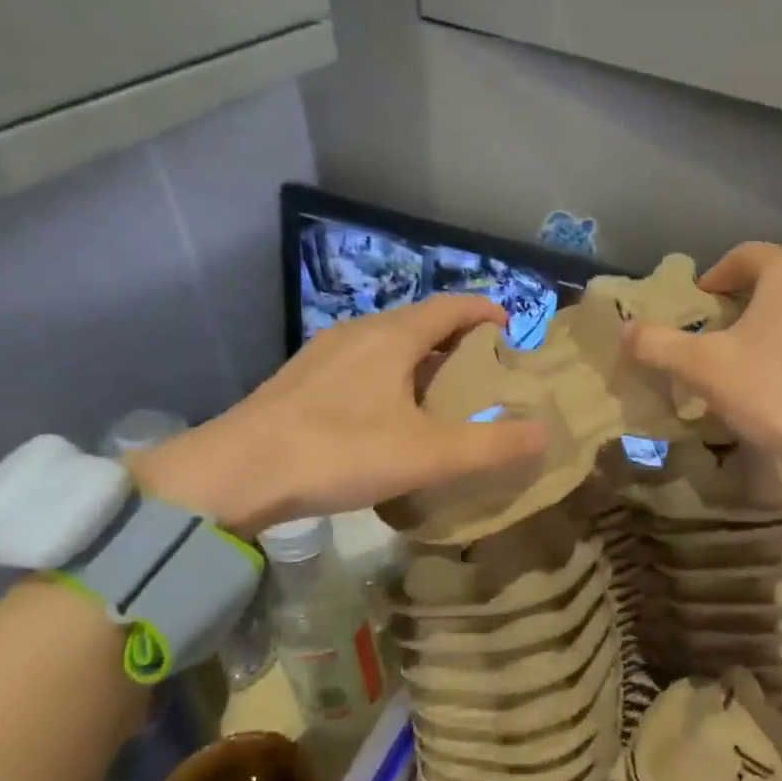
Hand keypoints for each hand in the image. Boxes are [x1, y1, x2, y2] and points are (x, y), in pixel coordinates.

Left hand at [134, 297, 546, 533]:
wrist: (234, 474)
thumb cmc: (340, 451)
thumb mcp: (430, 454)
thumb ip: (492, 445)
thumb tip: (546, 433)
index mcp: (392, 336)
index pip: (451, 306)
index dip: (486, 312)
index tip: (513, 331)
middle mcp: (358, 333)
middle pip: (419, 323)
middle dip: (458, 340)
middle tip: (487, 373)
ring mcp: (323, 356)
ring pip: (387, 345)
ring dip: (422, 361)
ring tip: (445, 397)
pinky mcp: (300, 383)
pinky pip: (361, 367)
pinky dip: (391, 379)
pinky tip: (390, 418)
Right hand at [624, 241, 781, 503]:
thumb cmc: (775, 391)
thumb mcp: (704, 368)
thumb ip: (659, 344)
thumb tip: (624, 329)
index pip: (739, 259)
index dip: (712, 281)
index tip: (697, 306)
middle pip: (773, 274)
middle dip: (743, 296)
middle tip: (719, 327)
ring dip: (773, 313)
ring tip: (750, 347)